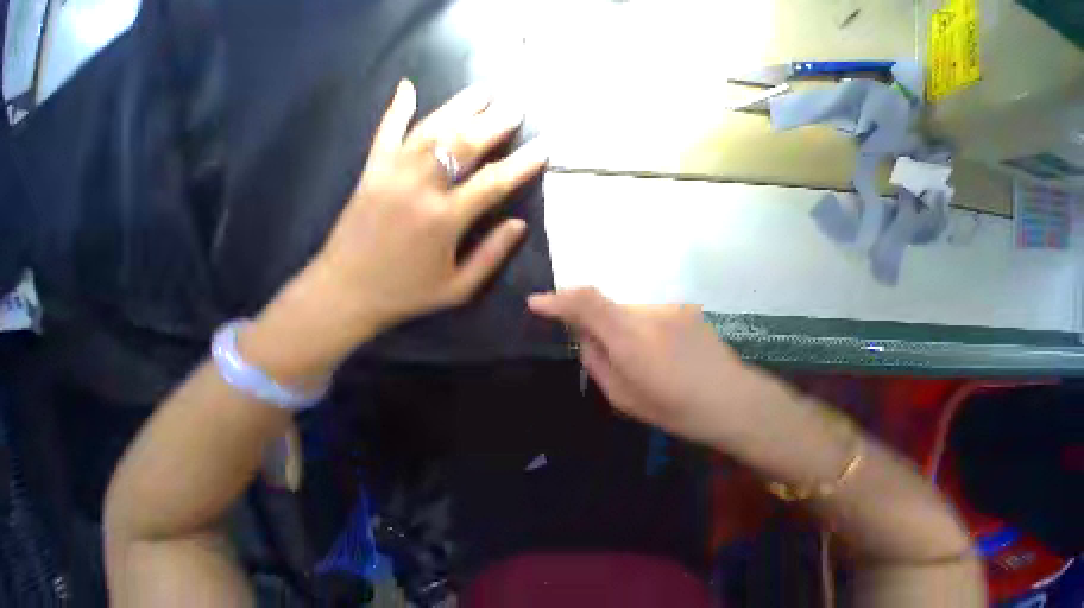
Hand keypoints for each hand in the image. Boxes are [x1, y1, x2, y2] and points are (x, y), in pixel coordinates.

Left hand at [244, 81, 546, 382]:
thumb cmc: (410, 294)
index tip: (543, 149)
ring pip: (429, 130)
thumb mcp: (460, 287)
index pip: (493, 183)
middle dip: (493, 123)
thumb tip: (519, 224)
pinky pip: (385, 133)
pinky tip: (408, 86)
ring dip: (458, 107)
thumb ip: (492, 254)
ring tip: (483, 90)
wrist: (346, 292)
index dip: (521, 165)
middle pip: (462, 144)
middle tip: (516, 106)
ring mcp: (390, 175)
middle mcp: (419, 189)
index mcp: (445, 220)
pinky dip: (396, 108)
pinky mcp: (369, 173)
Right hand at [528, 288, 792, 445]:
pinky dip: (637, 327)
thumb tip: (583, 335)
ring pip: (623, 310)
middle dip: (589, 320)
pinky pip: (643, 313)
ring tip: (637, 355)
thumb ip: (594, 358)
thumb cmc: (674, 408)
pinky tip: (657, 350)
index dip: (558, 299)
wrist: (735, 401)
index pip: (586, 302)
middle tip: (597, 347)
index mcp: (629, 338)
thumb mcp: (621, 396)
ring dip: (617, 326)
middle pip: (602, 304)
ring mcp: (667, 307)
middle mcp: (646, 313)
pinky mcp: (681, 307)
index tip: (536, 301)